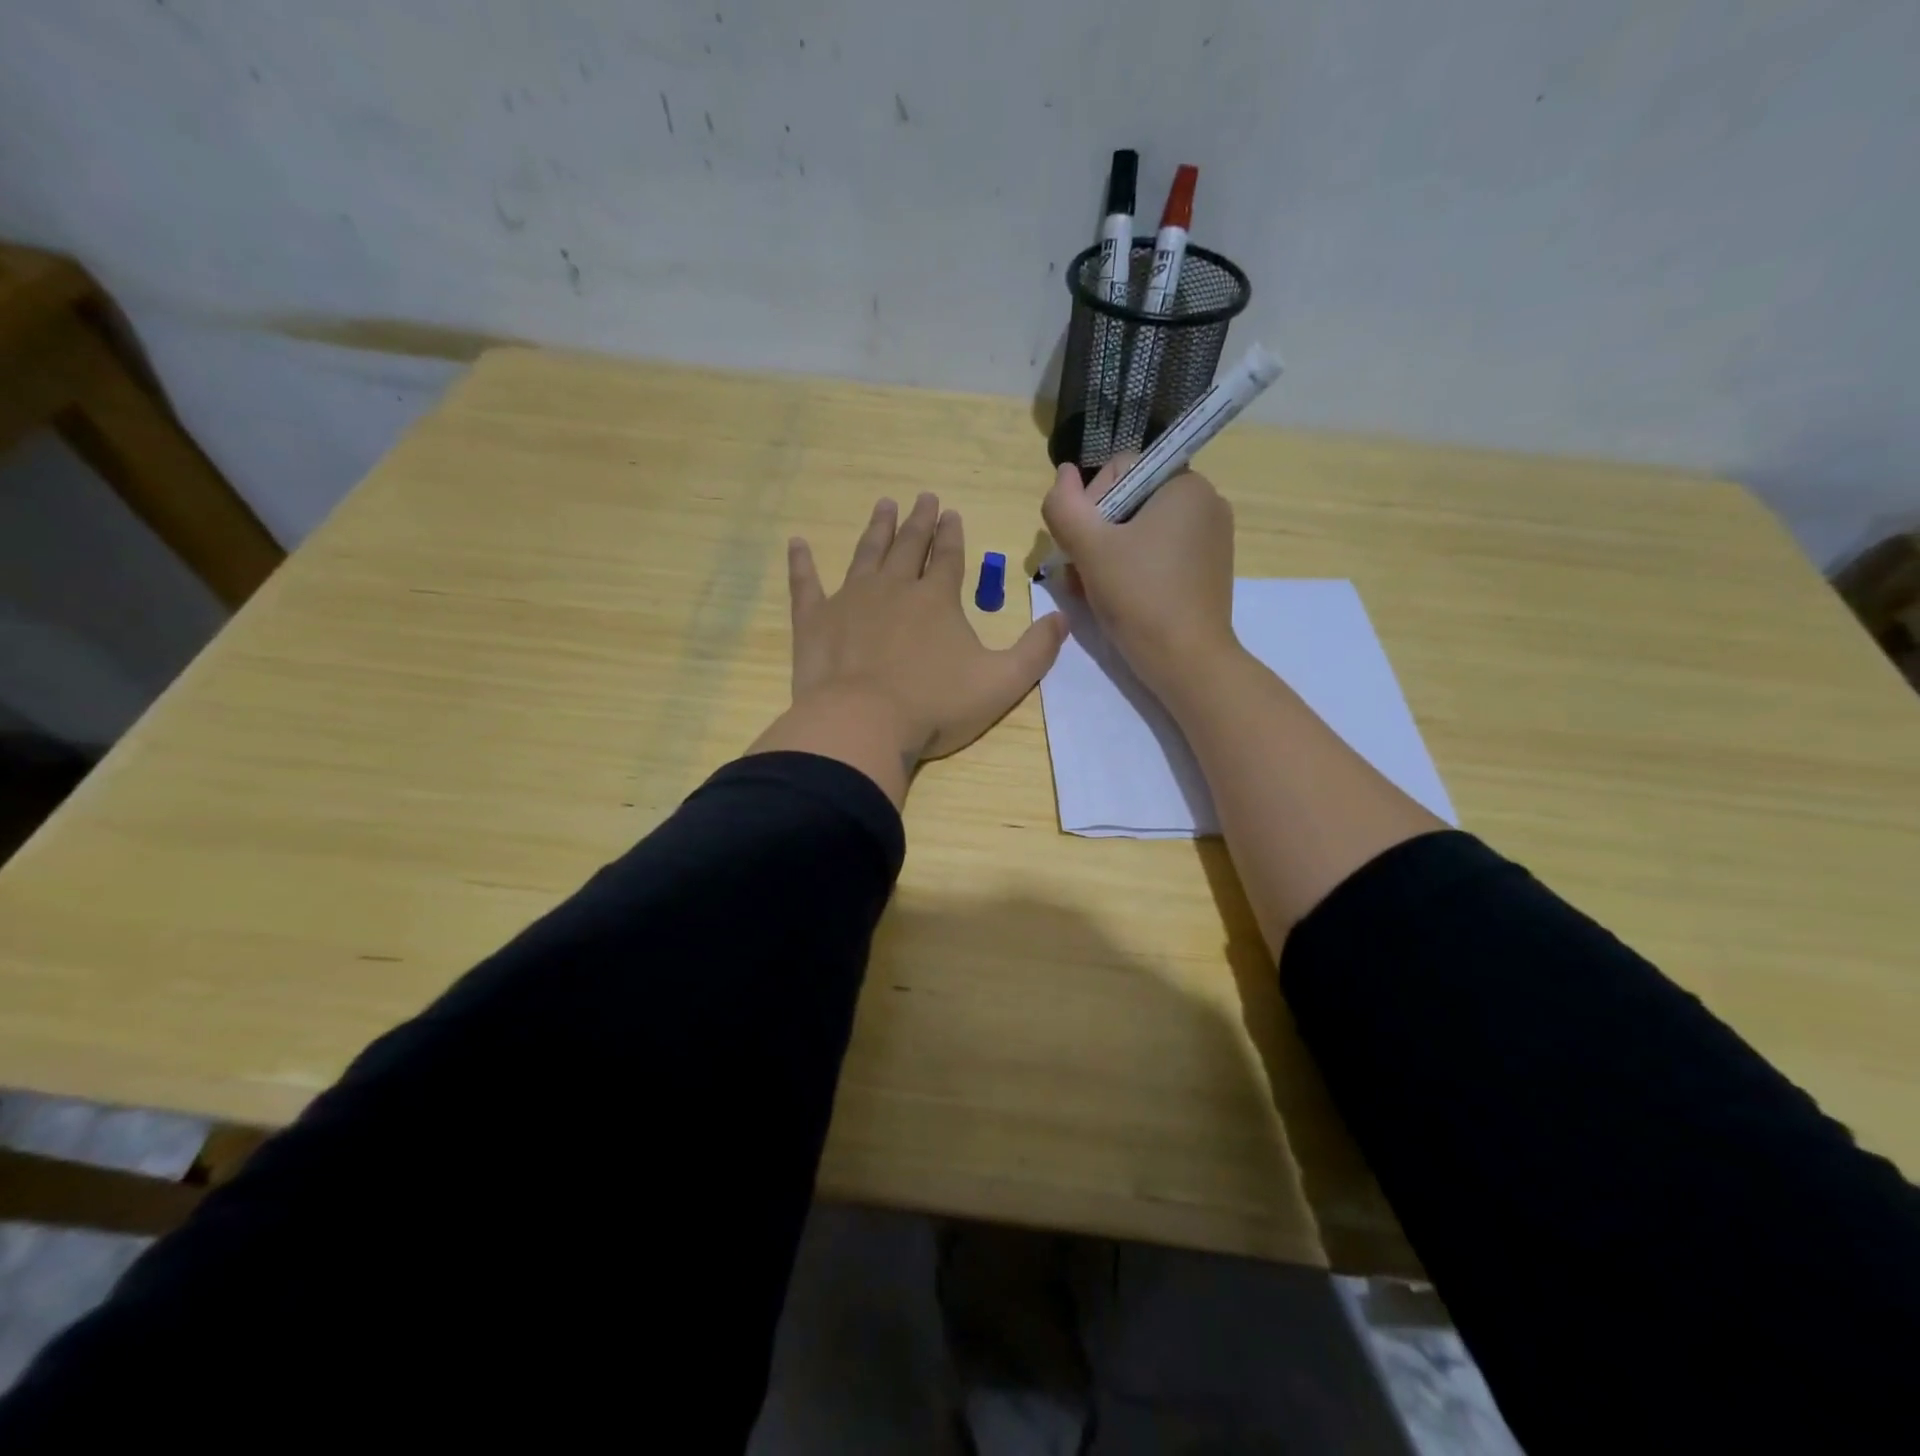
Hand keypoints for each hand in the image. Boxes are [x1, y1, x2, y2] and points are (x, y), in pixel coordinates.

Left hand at [750, 493, 1067, 805]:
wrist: (863, 724)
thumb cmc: (935, 705)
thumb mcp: (1002, 683)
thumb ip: (1036, 651)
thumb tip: (1062, 620)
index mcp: (936, 599)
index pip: (948, 557)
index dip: (951, 535)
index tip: (951, 513)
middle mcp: (893, 588)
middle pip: (908, 546)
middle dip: (918, 521)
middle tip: (922, 497)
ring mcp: (850, 600)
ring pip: (865, 554)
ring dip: (876, 529)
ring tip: (883, 505)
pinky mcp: (815, 621)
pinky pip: (806, 584)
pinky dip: (802, 564)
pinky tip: (797, 543)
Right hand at [1041, 457, 1238, 698]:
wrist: (1187, 661)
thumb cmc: (1139, 596)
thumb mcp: (1089, 547)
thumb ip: (1064, 505)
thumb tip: (1063, 474)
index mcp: (1185, 484)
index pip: (1118, 470)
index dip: (1088, 504)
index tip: (1080, 545)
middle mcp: (1205, 502)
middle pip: (1128, 502)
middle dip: (1096, 535)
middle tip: (1080, 573)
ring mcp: (1210, 538)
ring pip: (1140, 532)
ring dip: (1106, 556)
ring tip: (1090, 590)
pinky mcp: (1206, 570)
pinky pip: (1158, 555)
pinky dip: (1132, 569)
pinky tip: (1114, 598)